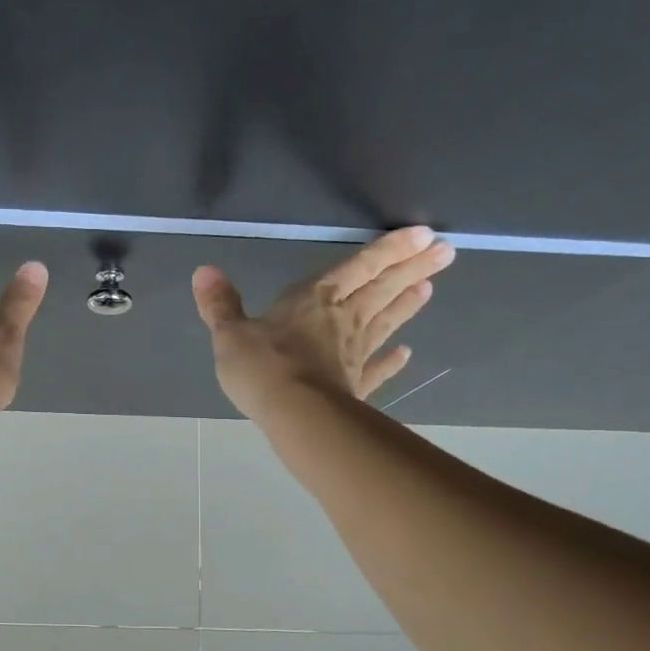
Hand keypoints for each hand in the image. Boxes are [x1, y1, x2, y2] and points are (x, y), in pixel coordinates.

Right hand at [192, 226, 454, 420]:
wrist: (294, 414)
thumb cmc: (262, 366)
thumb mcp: (230, 333)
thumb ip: (220, 304)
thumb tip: (203, 271)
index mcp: (314, 299)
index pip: (358, 266)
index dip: (390, 249)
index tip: (425, 235)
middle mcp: (341, 319)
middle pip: (382, 289)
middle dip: (412, 269)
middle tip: (446, 253)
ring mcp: (353, 353)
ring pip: (385, 321)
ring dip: (406, 304)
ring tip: (428, 288)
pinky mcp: (354, 385)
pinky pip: (376, 368)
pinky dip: (391, 361)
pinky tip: (406, 354)